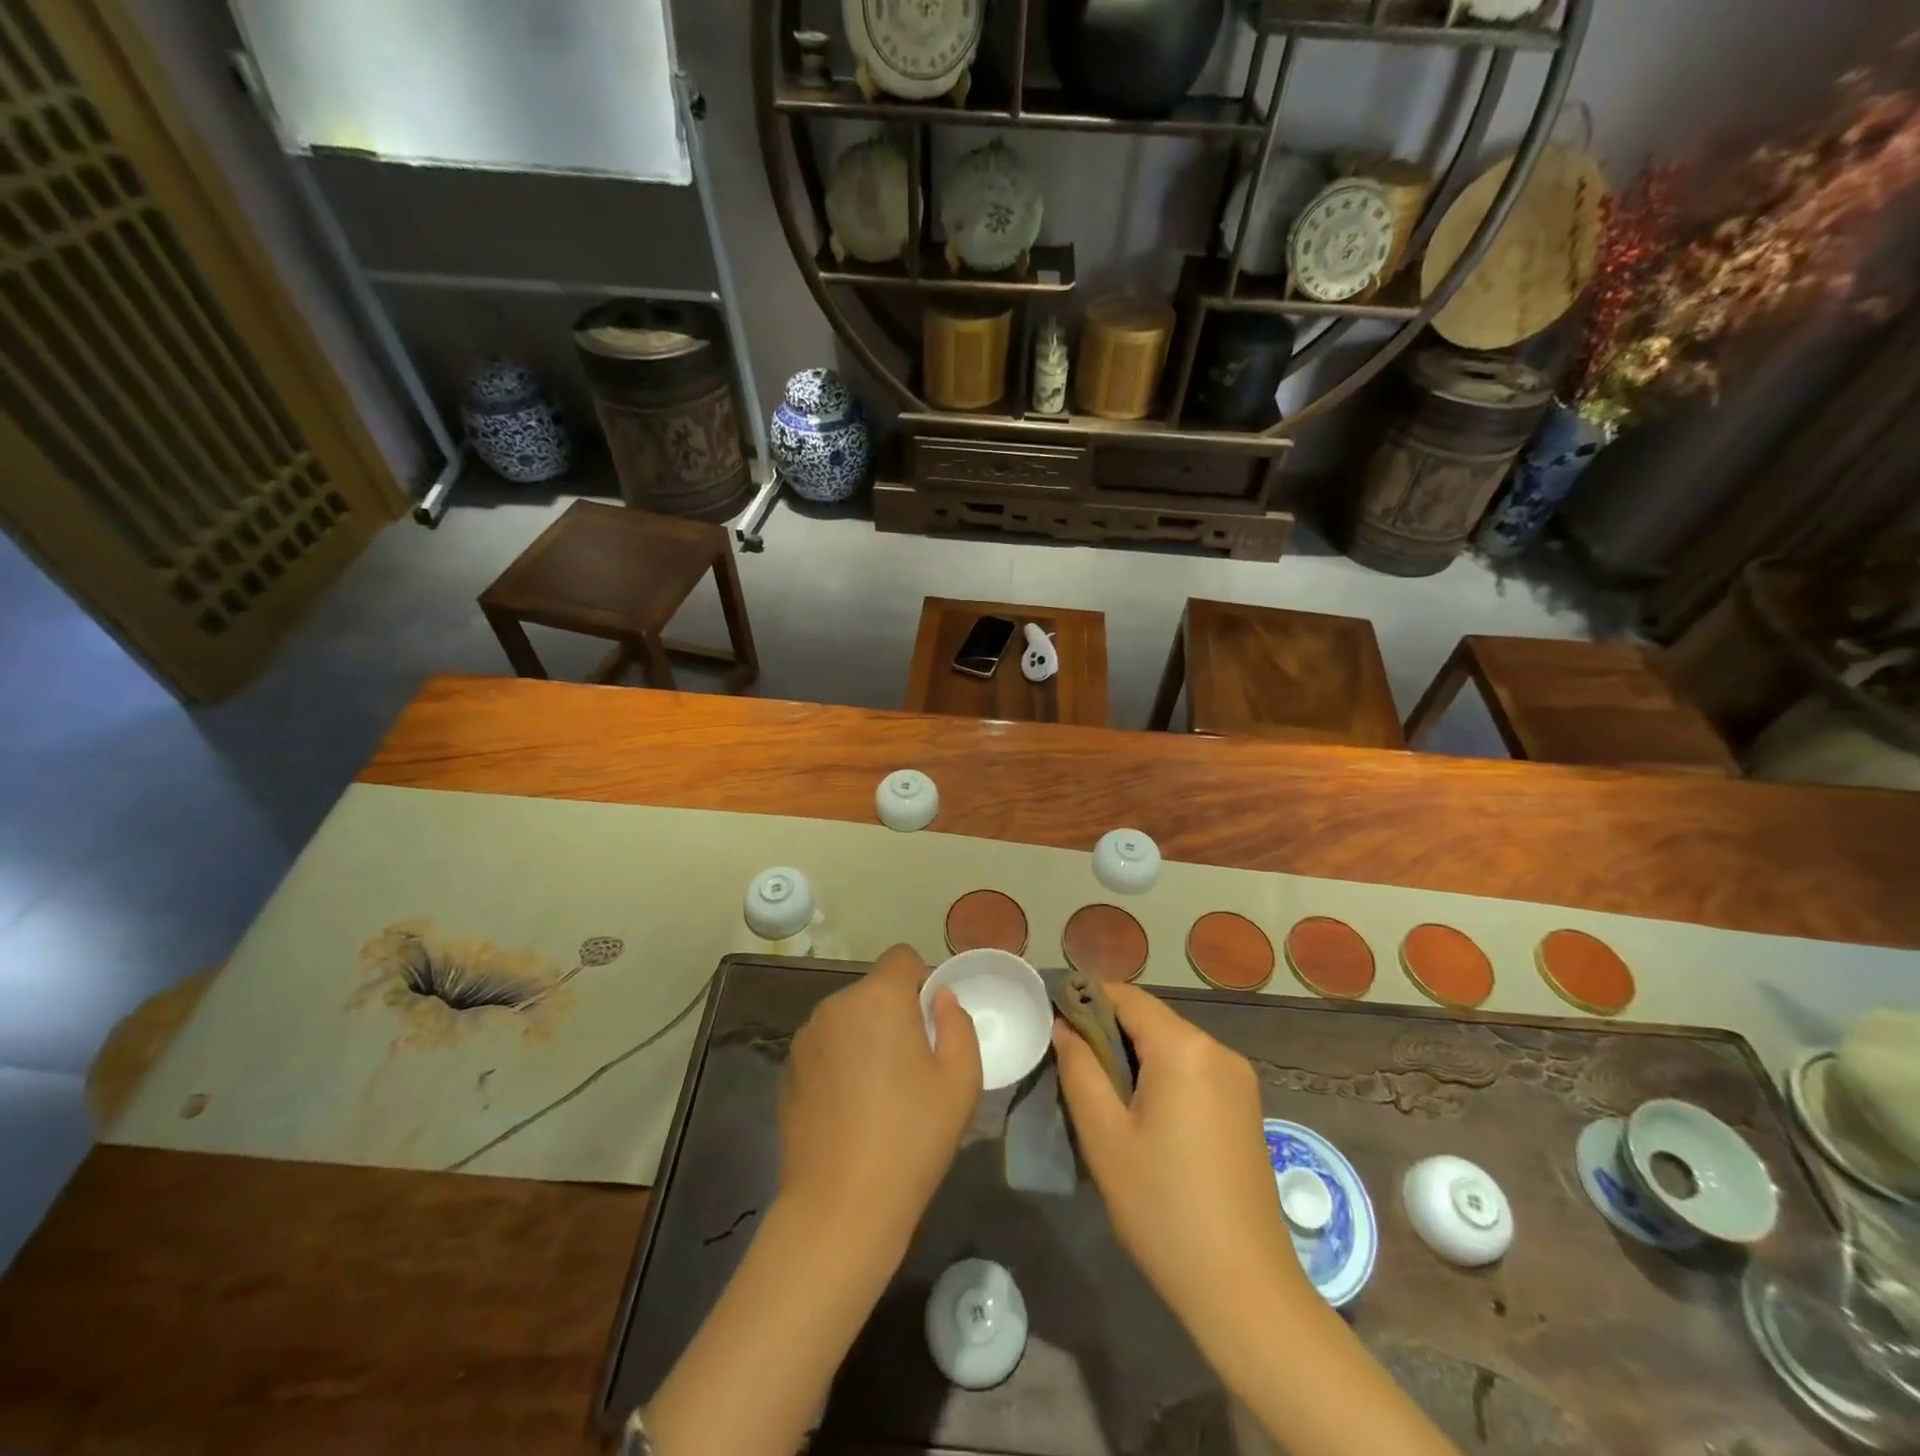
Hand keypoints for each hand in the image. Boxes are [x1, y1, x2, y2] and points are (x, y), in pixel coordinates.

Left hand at [777, 944, 981, 1251]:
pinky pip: (825, 1049)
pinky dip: (840, 1063)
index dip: (921, 981)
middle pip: (873, 991)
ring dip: (865, 1037)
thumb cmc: (912, 1137)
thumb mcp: (961, 1080)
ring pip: (847, 1020)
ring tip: (880, 1093)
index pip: (902, 958)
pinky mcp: (787, 1071)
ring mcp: (805, 1039)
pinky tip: (850, 1110)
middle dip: (894, 1012)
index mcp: (879, 998)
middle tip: (912, 1065)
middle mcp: (836, 1006)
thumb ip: (957, 1023)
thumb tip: (939, 998)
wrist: (841, 1206)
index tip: (931, 1024)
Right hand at [1054, 983, 1307, 1333]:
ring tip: (1100, 1095)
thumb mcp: (1104, 1136)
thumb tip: (1064, 1026)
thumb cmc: (1163, 1207)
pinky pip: (1192, 1070)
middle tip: (1070, 1067)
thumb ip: (1079, 1068)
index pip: (1126, 997)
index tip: (1053, 1022)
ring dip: (1133, 1057)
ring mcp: (1239, 1079)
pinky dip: (1161, 1076)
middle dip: (1108, 1033)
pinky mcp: (1246, 1106)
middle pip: (1150, 1020)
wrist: (1243, 1289)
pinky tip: (1141, 1115)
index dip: (1085, 1000)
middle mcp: (1218, 1050)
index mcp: (1185, 1048)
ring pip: (1171, 1045)